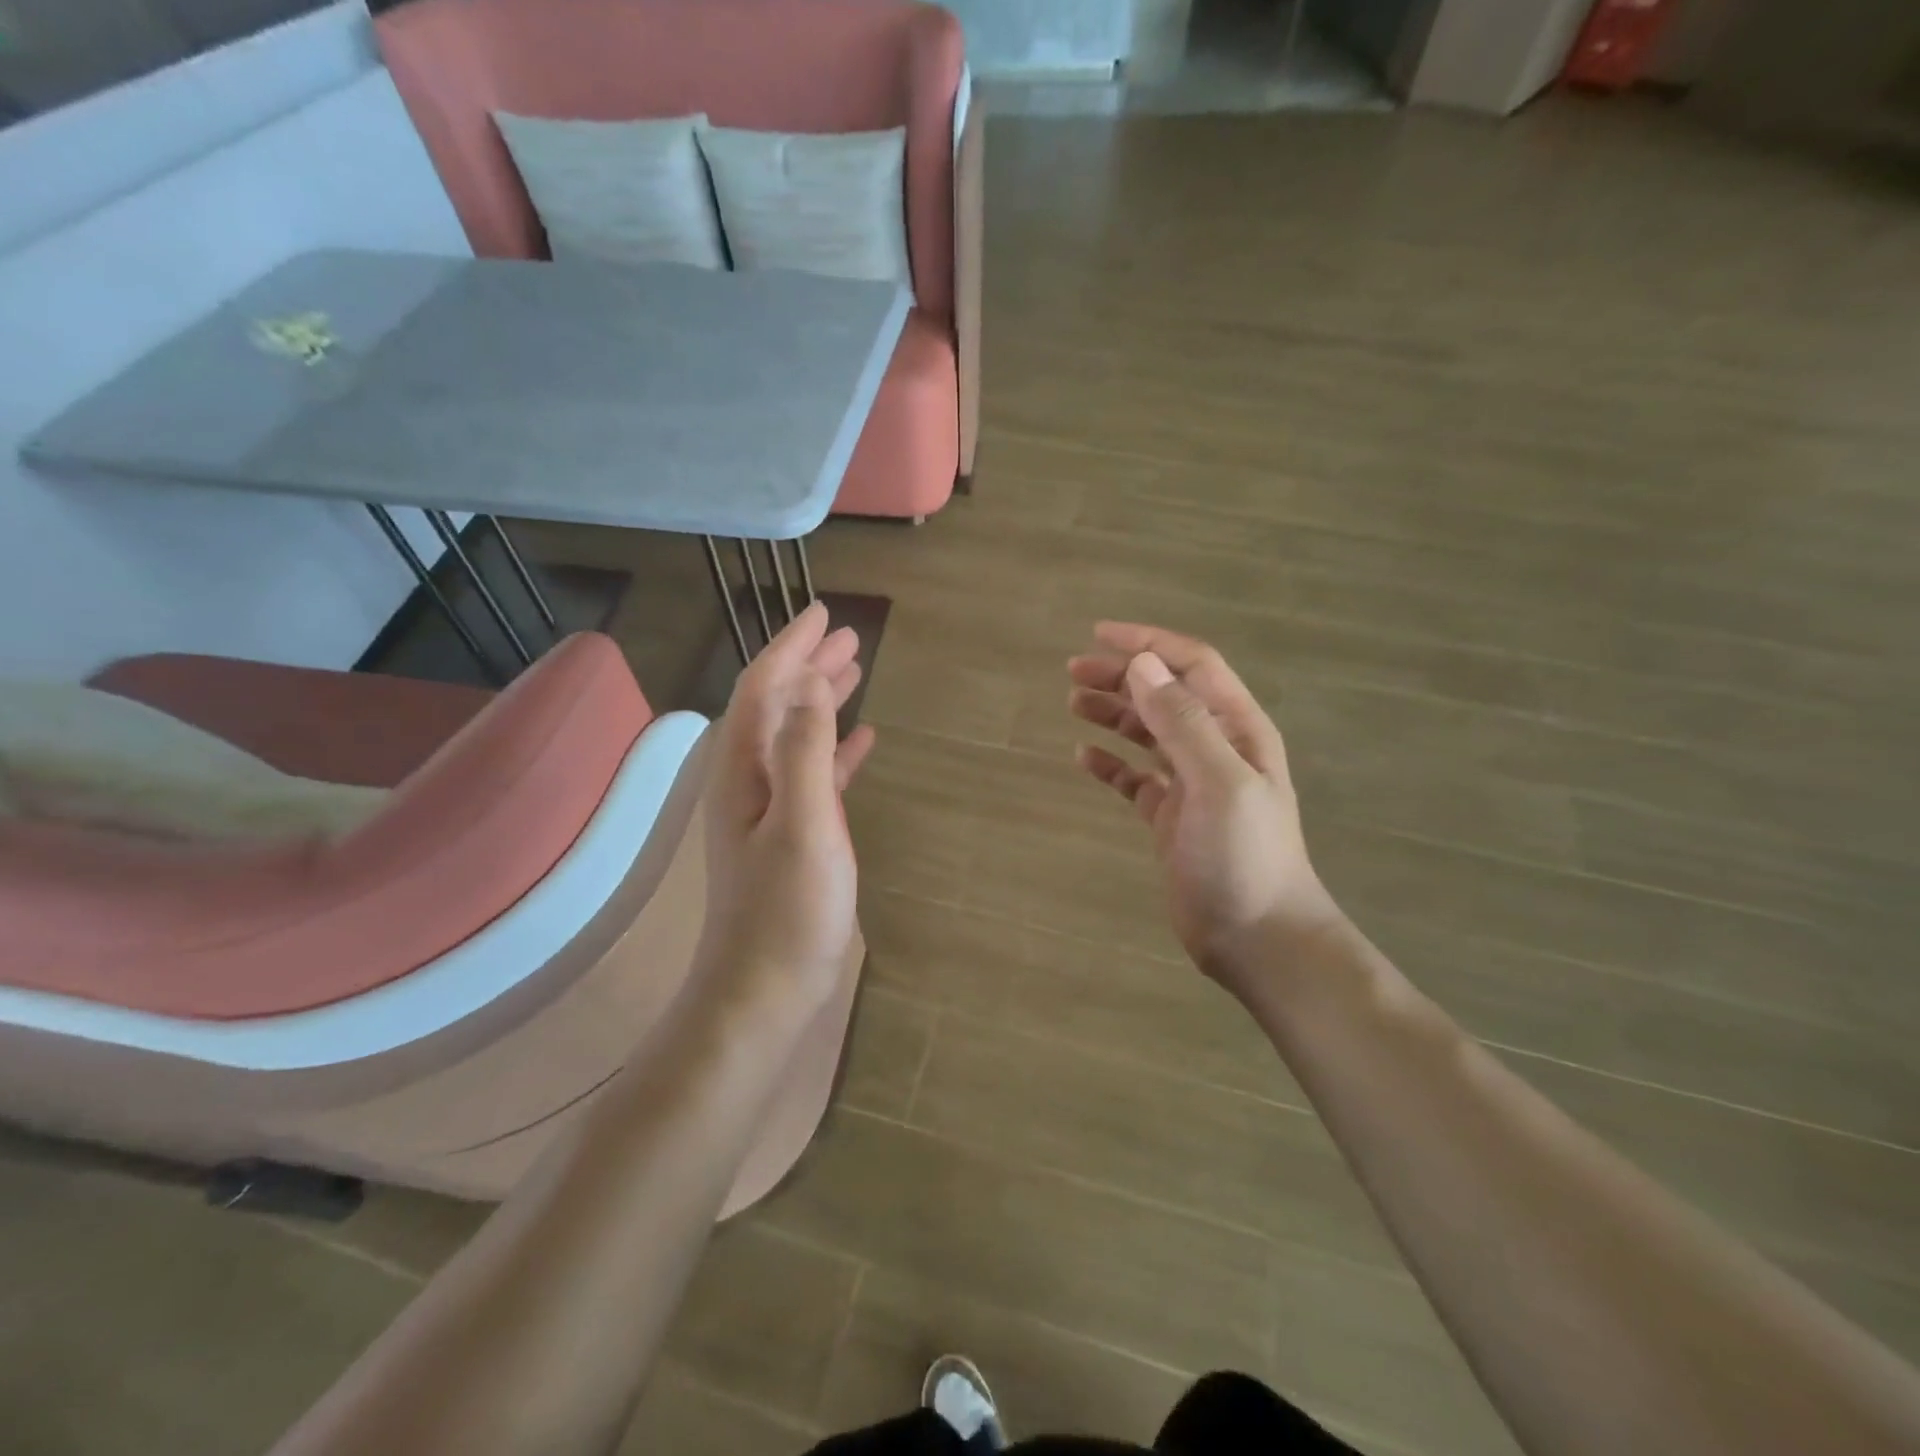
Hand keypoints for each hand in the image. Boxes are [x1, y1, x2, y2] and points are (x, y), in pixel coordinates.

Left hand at [698, 602, 875, 1018]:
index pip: (765, 688)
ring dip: (823, 700)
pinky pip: (815, 774)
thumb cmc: (787, 909)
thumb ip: (805, 752)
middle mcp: (749, 780)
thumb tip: (811, 685)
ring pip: (797, 735)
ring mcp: (770, 809)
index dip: (792, 647)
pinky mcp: (793, 835)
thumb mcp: (803, 823)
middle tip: (849, 635)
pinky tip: (862, 740)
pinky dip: (836, 749)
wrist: (764, 990)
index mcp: (744, 769)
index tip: (824, 612)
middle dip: (809, 665)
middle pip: (778, 705)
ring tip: (855, 671)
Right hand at [1069, 623, 1343, 994]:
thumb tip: (1143, 665)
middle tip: (1073, 672)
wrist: (1257, 937)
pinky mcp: (1170, 818)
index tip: (1099, 634)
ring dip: (1113, 714)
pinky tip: (1084, 759)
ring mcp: (1192, 785)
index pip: (1192, 667)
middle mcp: (1215, 749)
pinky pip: (1135, 779)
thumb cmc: (1243, 856)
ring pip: (1148, 734)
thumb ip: (1182, 723)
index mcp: (1236, 730)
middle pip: (1165, 695)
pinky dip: (1110, 765)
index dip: (1149, 643)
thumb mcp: (1218, 782)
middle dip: (1122, 676)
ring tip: (1073, 703)